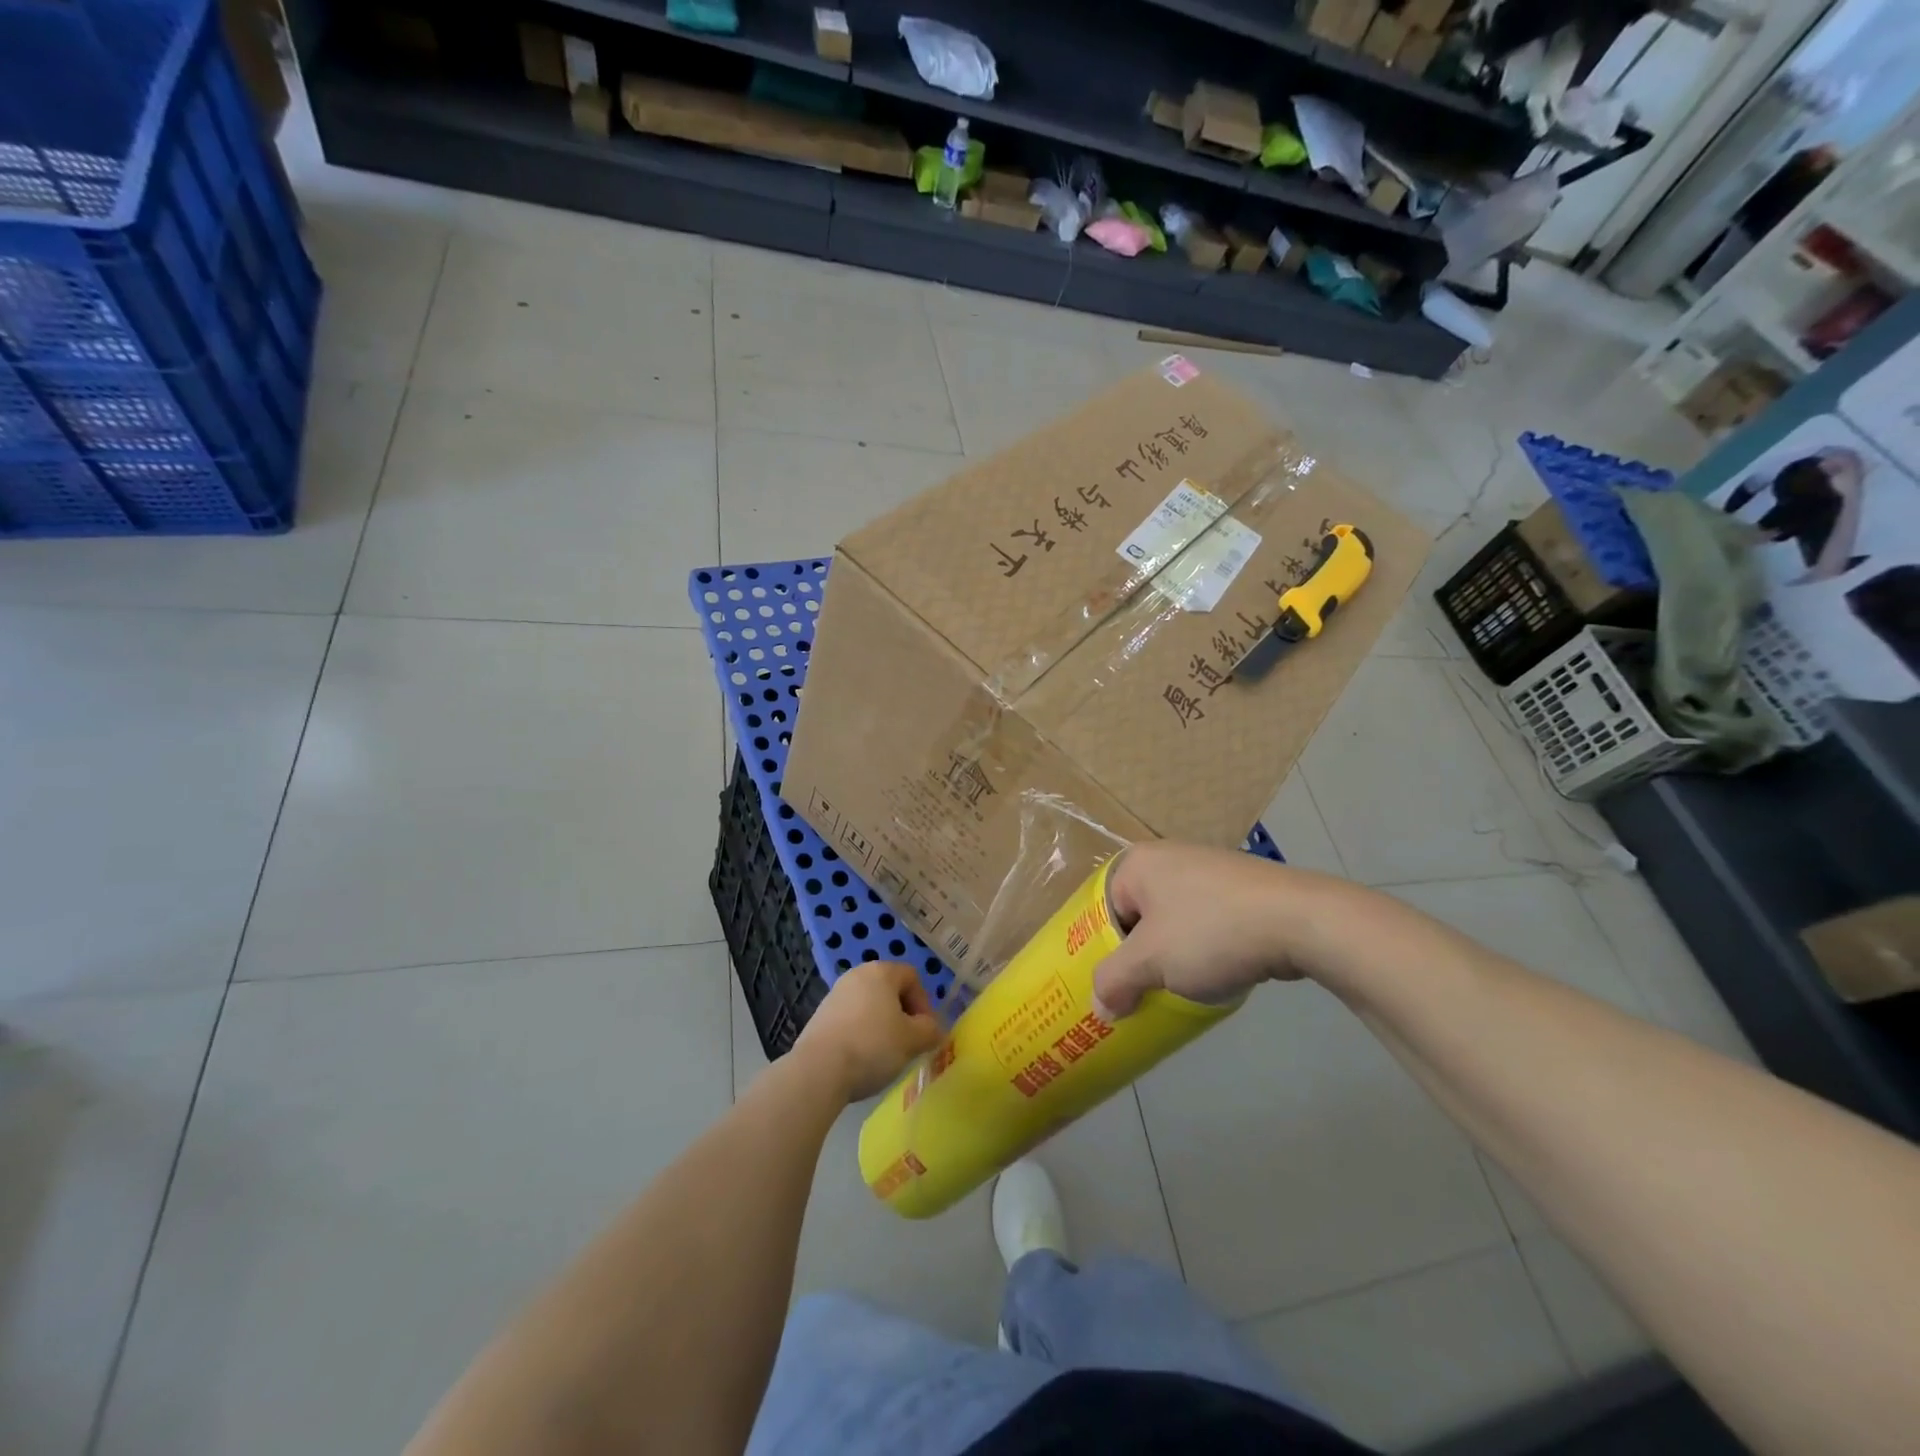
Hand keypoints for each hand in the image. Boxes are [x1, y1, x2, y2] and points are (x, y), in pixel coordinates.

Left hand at [796, 960, 942, 1101]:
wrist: (819, 1069)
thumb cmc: (873, 1046)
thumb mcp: (913, 1040)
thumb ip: (930, 1031)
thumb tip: (934, 1029)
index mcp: (881, 972)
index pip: (912, 977)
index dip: (924, 1003)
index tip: (924, 1031)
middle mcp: (857, 975)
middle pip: (889, 990)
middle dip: (903, 1015)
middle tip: (908, 1042)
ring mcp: (835, 994)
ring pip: (869, 1005)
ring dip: (882, 1025)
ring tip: (884, 1054)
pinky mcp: (820, 1016)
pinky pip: (851, 1019)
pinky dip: (861, 1033)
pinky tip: (861, 1058)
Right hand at [1092, 842, 1340, 1017]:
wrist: (1299, 921)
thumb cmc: (1210, 931)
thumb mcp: (1151, 962)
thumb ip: (1115, 982)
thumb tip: (1100, 1008)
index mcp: (1138, 863)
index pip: (1101, 908)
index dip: (1098, 949)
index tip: (1106, 985)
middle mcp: (1169, 857)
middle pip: (1137, 915)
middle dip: (1136, 956)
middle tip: (1134, 994)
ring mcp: (1209, 870)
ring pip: (1172, 921)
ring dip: (1169, 956)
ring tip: (1172, 991)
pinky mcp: (1241, 889)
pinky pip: (1205, 922)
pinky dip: (1201, 949)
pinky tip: (1212, 976)